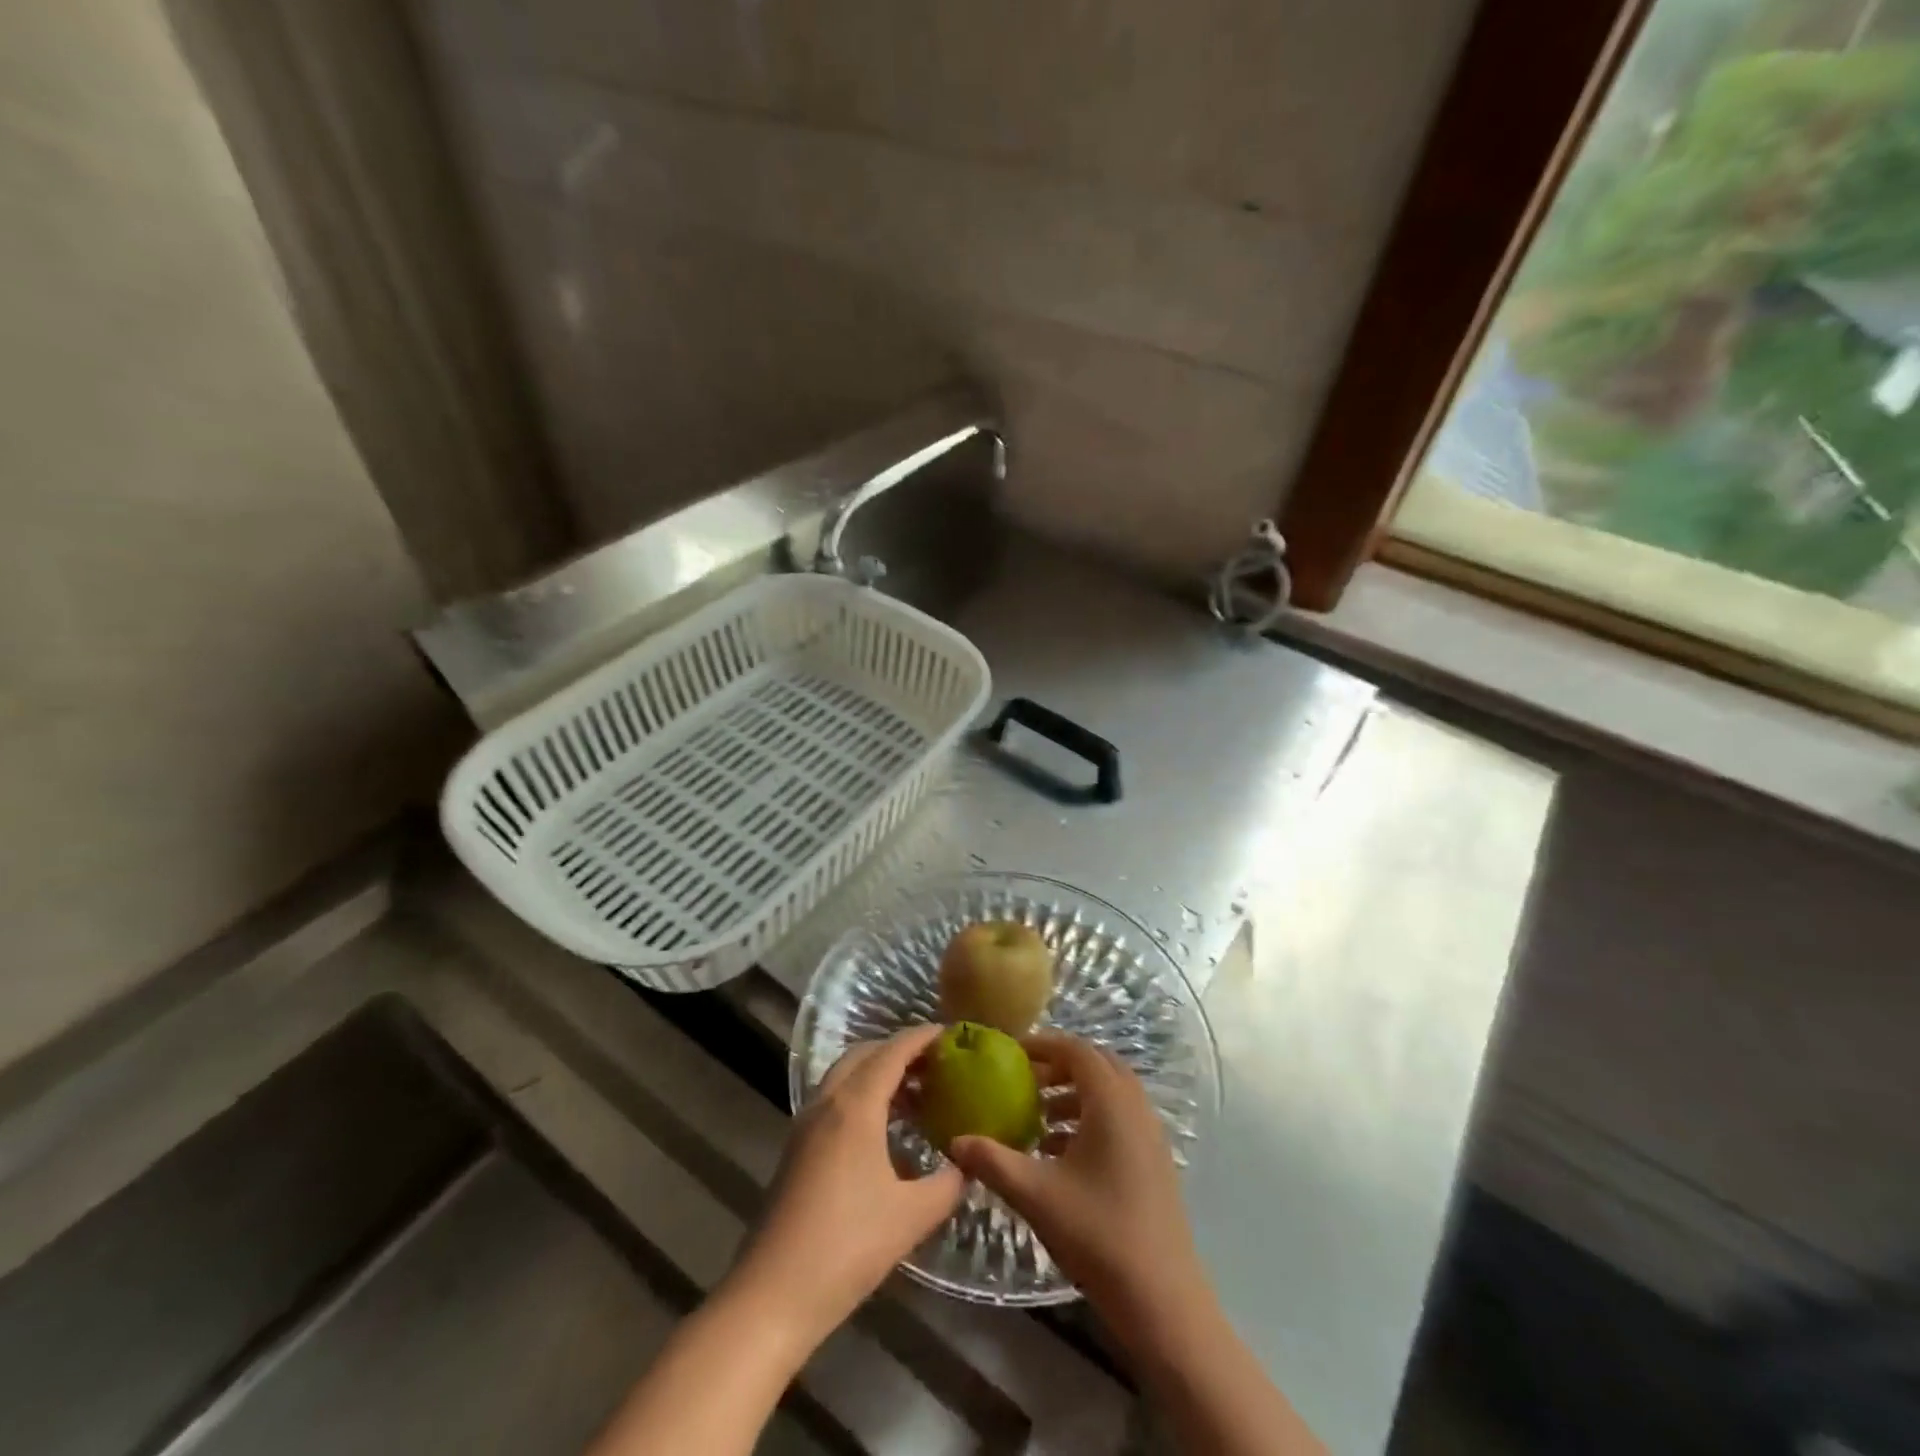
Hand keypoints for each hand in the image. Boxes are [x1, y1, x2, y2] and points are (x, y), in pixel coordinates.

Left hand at [728, 1025, 962, 1349]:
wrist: (772, 1296)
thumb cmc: (847, 1247)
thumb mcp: (911, 1217)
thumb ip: (948, 1184)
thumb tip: (968, 1164)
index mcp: (855, 1105)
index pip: (893, 1050)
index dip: (923, 1037)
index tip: (953, 1034)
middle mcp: (827, 1102)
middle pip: (865, 1054)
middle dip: (900, 1050)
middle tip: (937, 1065)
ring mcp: (806, 1124)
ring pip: (845, 1076)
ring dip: (878, 1073)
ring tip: (916, 1095)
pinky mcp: (796, 1148)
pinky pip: (834, 1100)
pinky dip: (862, 1096)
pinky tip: (883, 1131)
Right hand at [949, 1033, 1206, 1339]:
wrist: (1162, 1299)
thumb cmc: (1098, 1233)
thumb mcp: (1036, 1195)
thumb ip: (993, 1161)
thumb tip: (955, 1141)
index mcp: (1111, 1102)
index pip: (1077, 1050)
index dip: (1044, 1044)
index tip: (1011, 1052)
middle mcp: (1136, 1107)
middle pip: (1096, 1065)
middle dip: (1059, 1065)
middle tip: (1023, 1080)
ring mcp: (1150, 1134)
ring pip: (1109, 1093)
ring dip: (1074, 1094)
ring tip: (1037, 1118)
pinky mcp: (1155, 1160)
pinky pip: (1120, 1118)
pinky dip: (1090, 1118)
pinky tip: (1060, 1152)